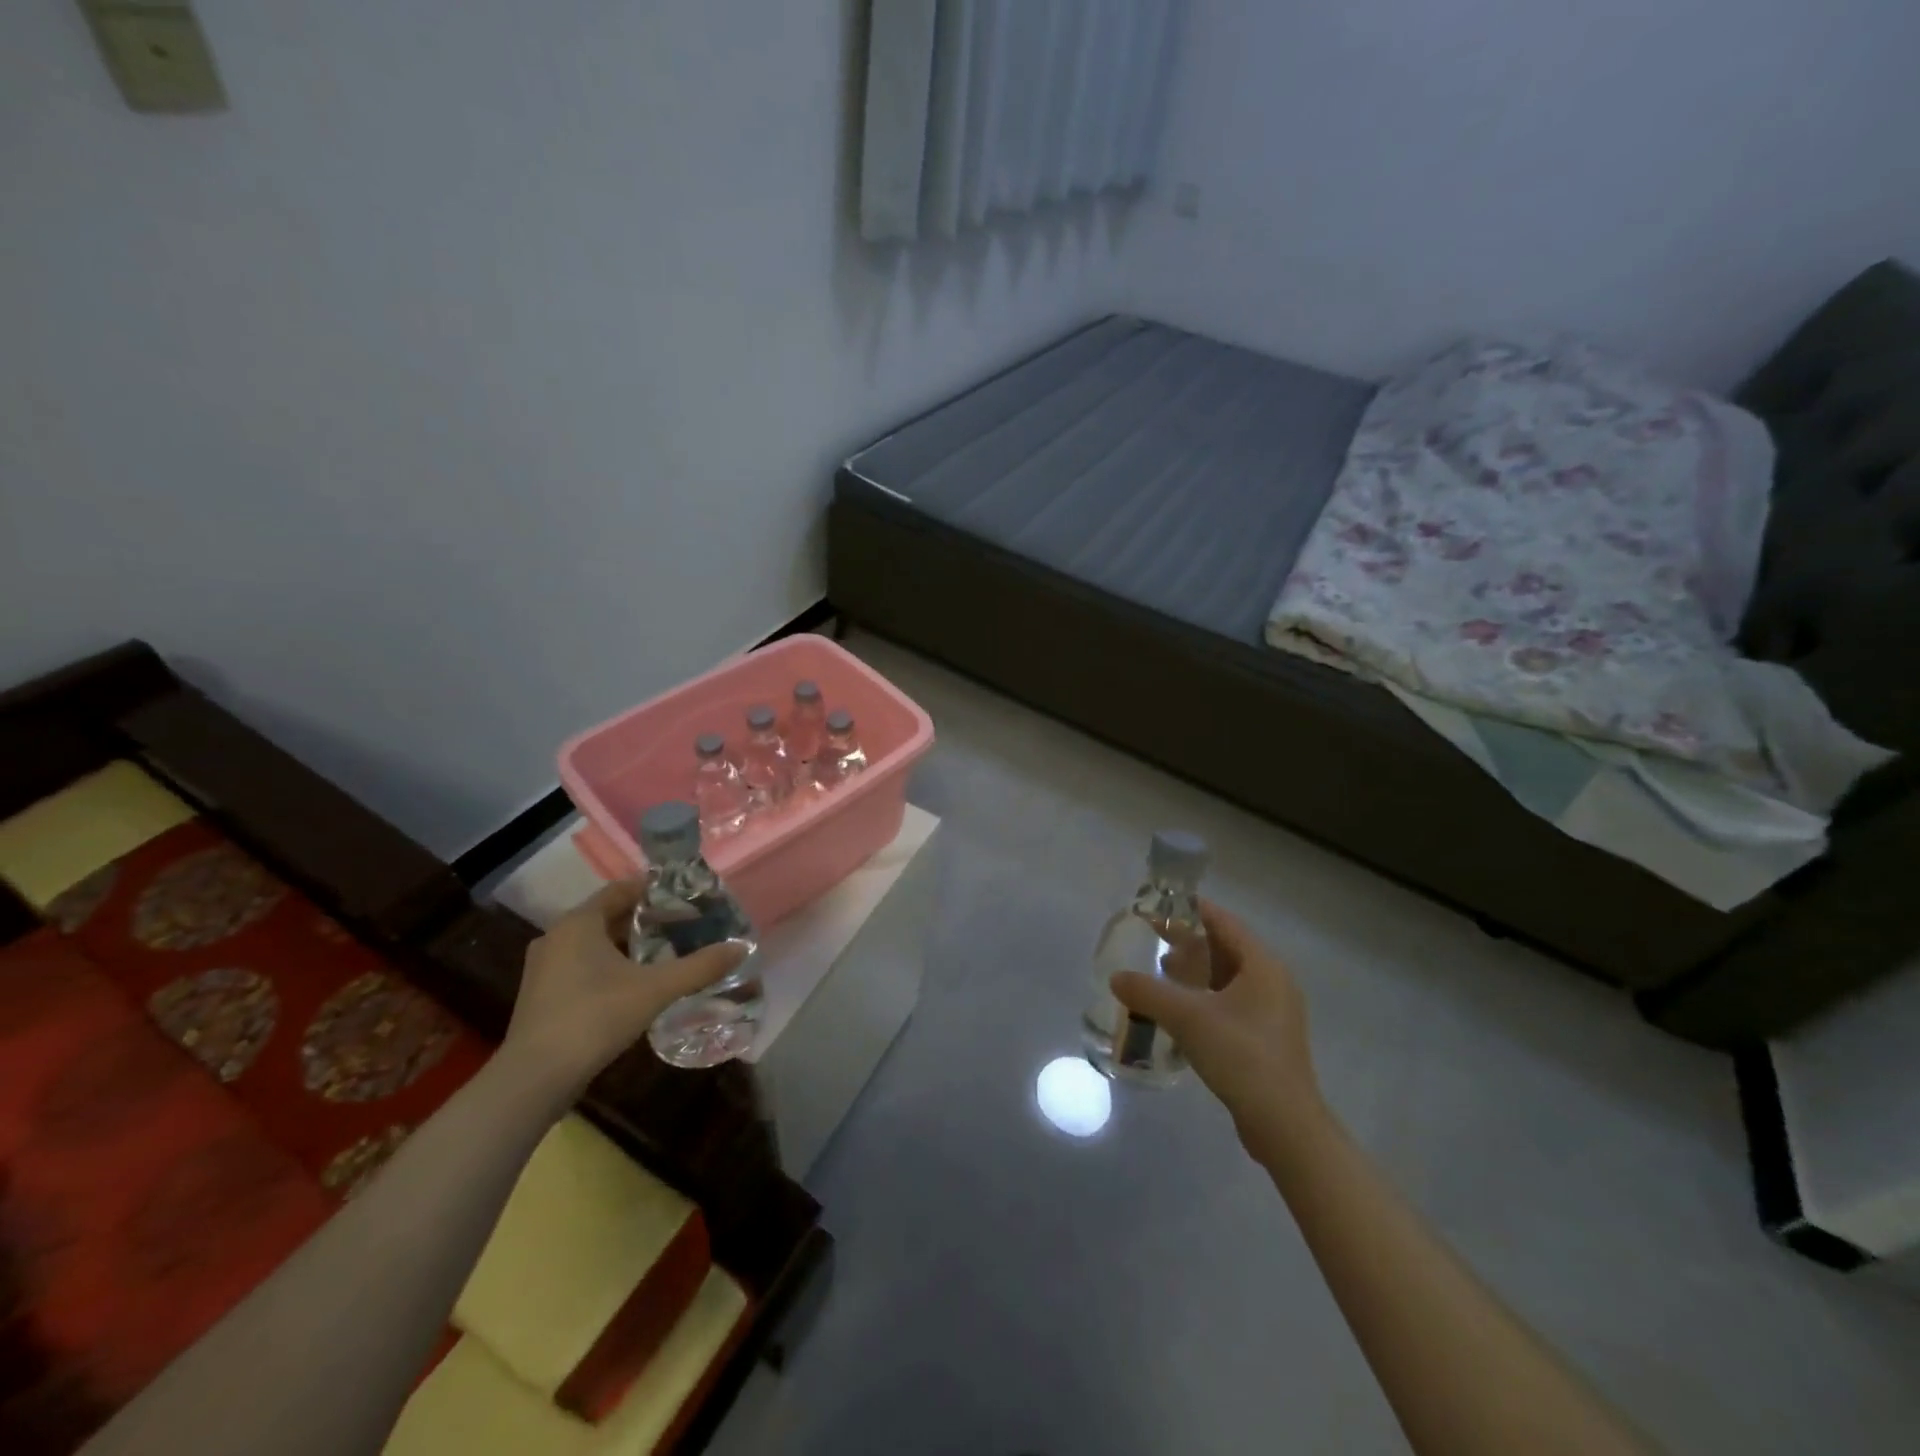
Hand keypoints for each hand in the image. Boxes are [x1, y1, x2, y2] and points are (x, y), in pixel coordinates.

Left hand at [501, 881, 747, 1101]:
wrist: (534, 1079)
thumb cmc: (594, 1018)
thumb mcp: (655, 989)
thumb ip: (699, 967)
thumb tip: (741, 948)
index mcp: (579, 923)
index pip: (620, 889)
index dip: (654, 889)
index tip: (685, 896)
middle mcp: (557, 936)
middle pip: (608, 915)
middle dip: (645, 918)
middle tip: (683, 923)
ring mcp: (545, 967)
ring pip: (595, 942)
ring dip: (628, 943)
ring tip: (666, 951)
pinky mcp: (543, 994)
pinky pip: (583, 964)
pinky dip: (610, 964)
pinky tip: (636, 983)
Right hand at [1111, 900, 1323, 1155]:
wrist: (1284, 1125)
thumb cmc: (1241, 1056)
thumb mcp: (1188, 1018)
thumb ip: (1148, 992)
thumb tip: (1116, 977)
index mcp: (1262, 965)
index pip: (1223, 922)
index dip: (1191, 910)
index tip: (1159, 905)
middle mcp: (1273, 981)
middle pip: (1226, 948)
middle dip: (1189, 942)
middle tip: (1153, 938)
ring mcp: (1274, 1011)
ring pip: (1228, 977)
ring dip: (1196, 971)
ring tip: (1162, 972)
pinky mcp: (1267, 1037)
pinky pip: (1232, 1001)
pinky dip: (1206, 995)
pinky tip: (1181, 1010)